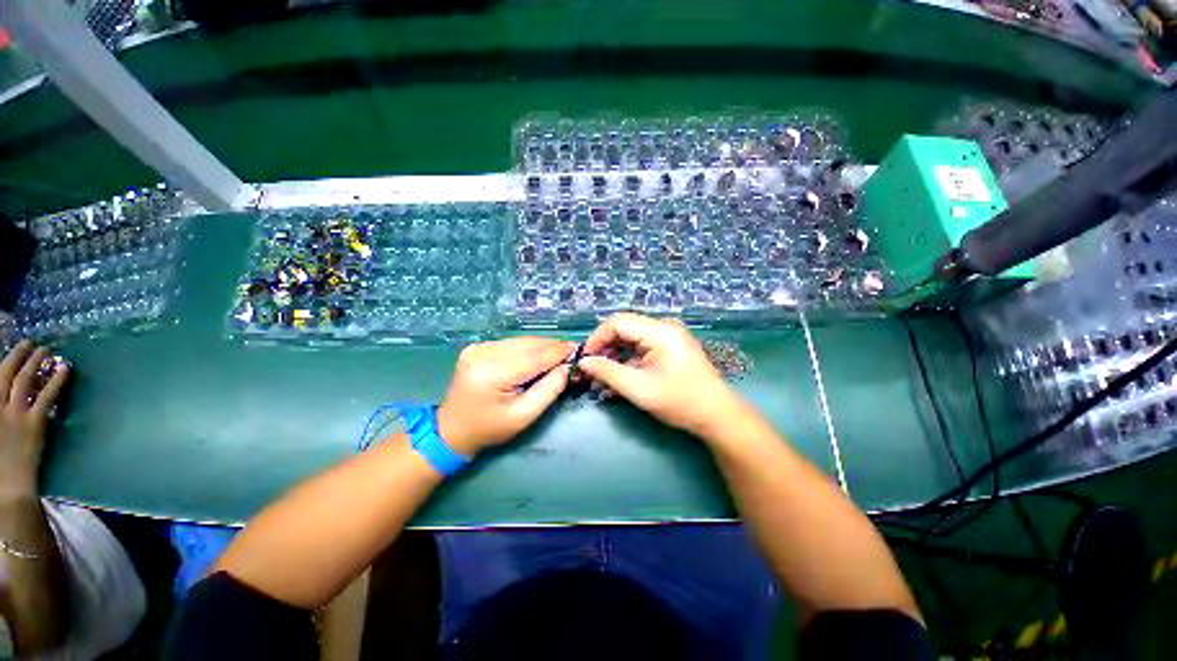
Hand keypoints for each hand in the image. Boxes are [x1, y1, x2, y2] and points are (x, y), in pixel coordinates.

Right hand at [0, 341, 68, 497]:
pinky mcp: (33, 424)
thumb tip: (7, 397)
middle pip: (5, 373)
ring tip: (46, 350)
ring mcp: (14, 415)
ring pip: (24, 380)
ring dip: (34, 362)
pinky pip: (46, 396)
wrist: (5, 488)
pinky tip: (65, 368)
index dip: (4, 362)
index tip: (14, 350)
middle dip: (18, 354)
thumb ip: (0, 408)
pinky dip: (56, 380)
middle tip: (30, 342)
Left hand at [437, 337, 575, 455]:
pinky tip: (537, 357)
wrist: (452, 429)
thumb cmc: (490, 429)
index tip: (579, 351)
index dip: (559, 352)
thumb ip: (549, 390)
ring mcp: (478, 347)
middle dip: (553, 348)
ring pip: (522, 341)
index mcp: (492, 373)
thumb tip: (567, 367)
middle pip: (529, 344)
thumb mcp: (524, 416)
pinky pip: (512, 343)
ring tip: (559, 355)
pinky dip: (528, 348)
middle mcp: (483, 353)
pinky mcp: (478, 346)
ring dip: (542, 347)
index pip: (535, 356)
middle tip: (572, 353)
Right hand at [578, 313, 747, 438]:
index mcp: (659, 331)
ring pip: (631, 340)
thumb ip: (608, 372)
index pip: (618, 322)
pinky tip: (618, 379)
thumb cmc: (680, 401)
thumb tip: (584, 362)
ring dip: (615, 357)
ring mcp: (668, 337)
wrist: (718, 415)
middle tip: (592, 371)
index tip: (585, 359)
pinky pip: (642, 349)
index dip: (597, 338)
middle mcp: (664, 328)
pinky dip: (628, 362)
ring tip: (602, 378)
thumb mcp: (639, 389)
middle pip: (624, 329)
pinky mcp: (670, 348)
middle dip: (605, 349)